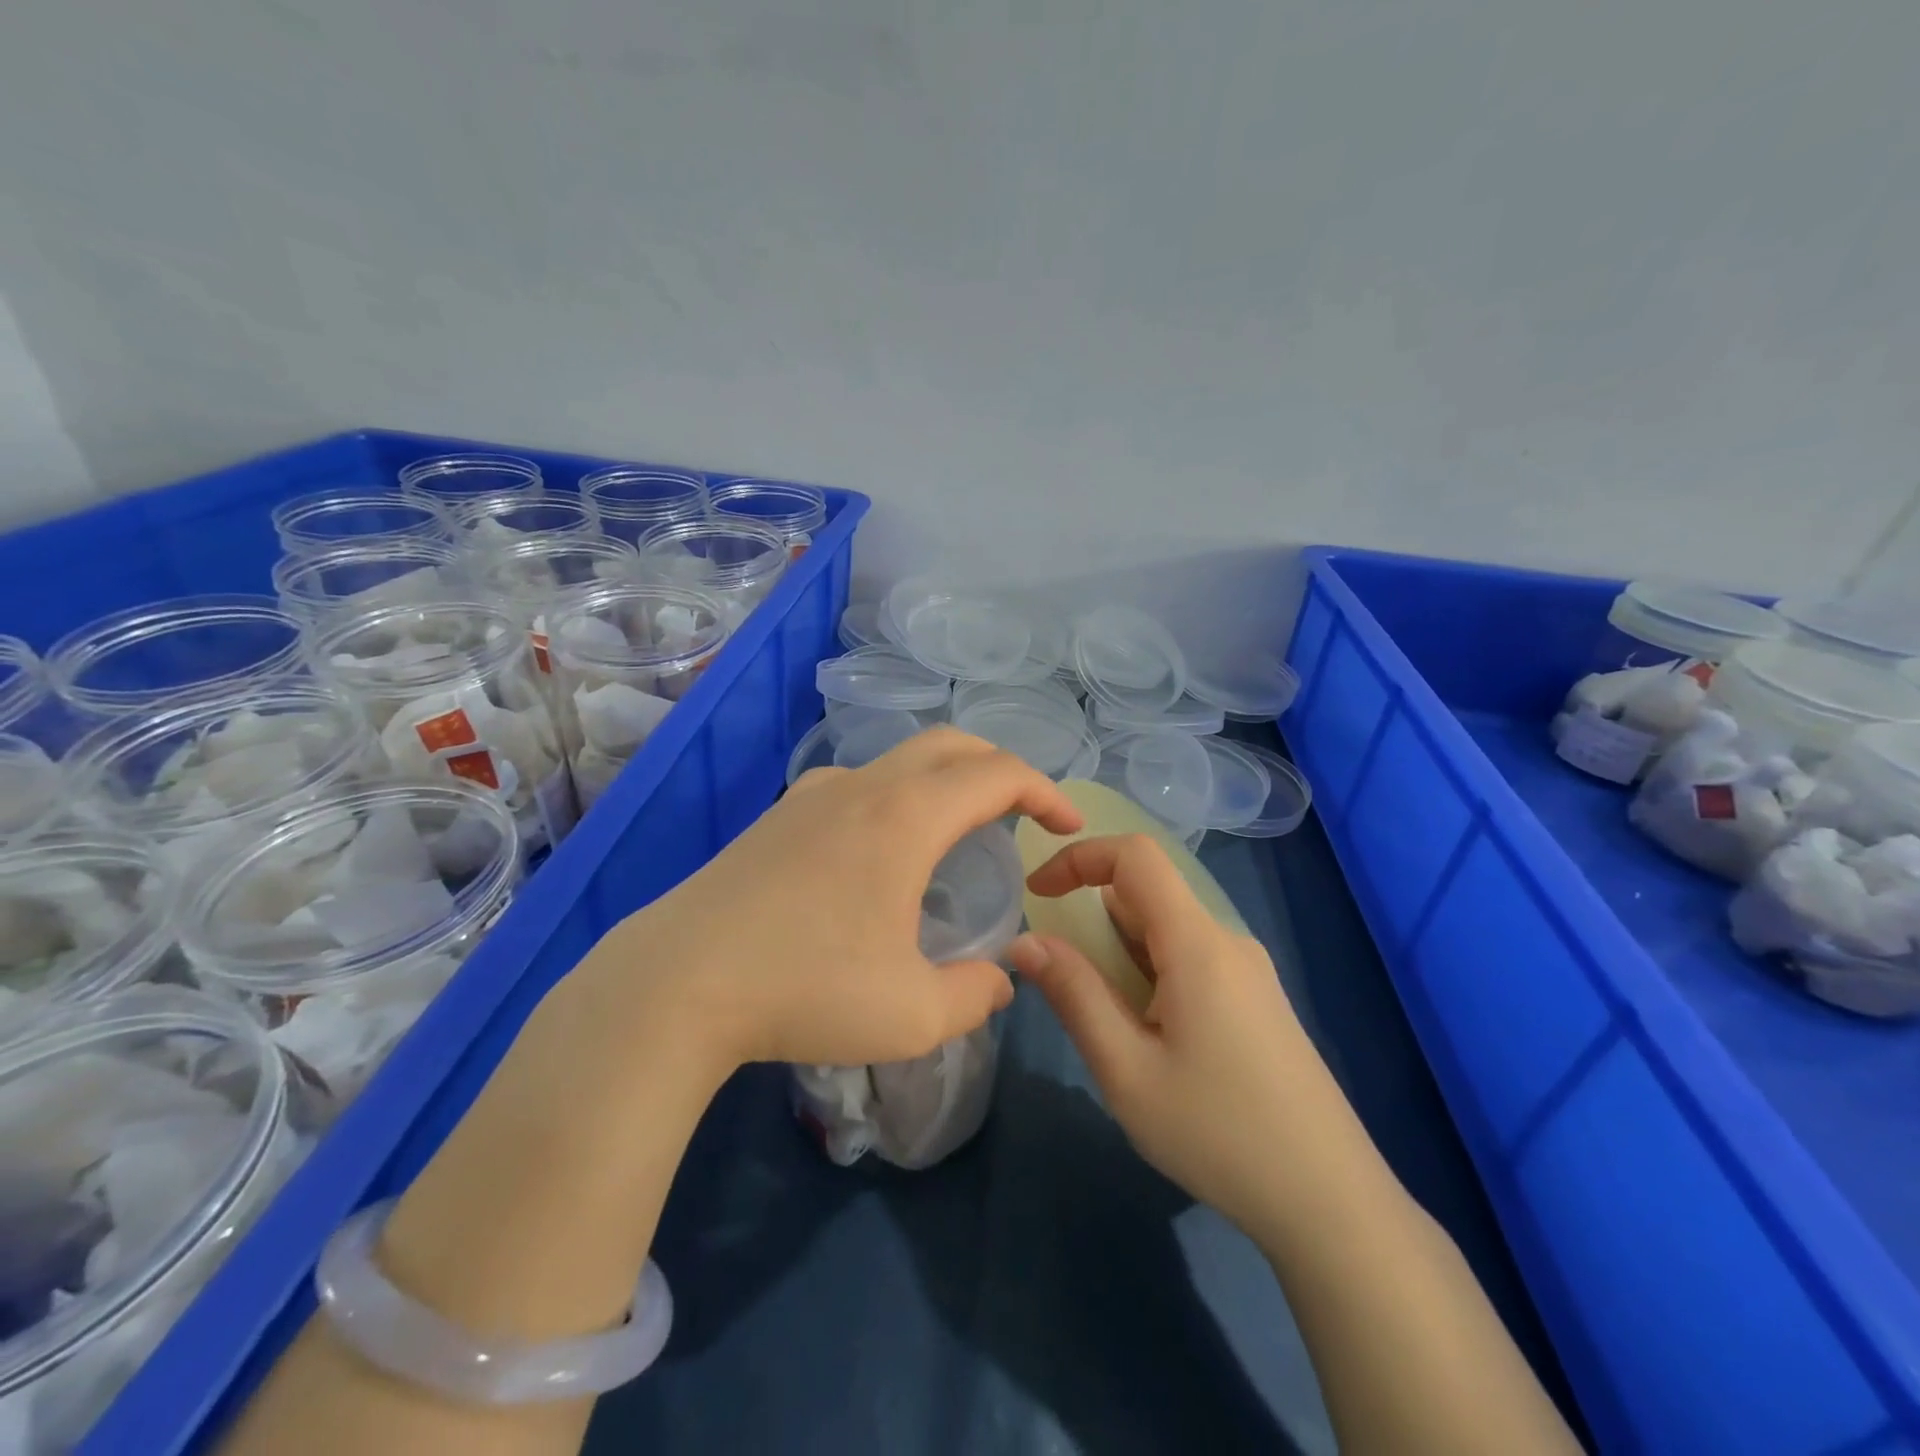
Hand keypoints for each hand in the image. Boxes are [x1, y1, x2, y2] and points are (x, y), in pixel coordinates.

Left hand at [615, 726, 1082, 1073]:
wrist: (677, 982)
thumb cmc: (806, 990)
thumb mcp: (912, 1014)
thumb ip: (975, 995)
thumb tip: (999, 980)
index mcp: (906, 817)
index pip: (997, 773)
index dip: (1045, 791)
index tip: (1067, 824)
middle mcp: (864, 787)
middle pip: (951, 744)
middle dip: (1000, 767)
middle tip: (1024, 812)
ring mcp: (814, 793)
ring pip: (901, 759)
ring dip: (945, 778)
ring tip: (960, 831)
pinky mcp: (780, 814)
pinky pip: (860, 783)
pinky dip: (899, 795)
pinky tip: (885, 851)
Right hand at [1009, 833, 1322, 1234]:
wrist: (1332, 1204)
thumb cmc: (1219, 1134)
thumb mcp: (1127, 1070)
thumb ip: (1074, 995)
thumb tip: (1024, 941)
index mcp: (1197, 943)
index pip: (1135, 856)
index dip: (1079, 858)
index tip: (1037, 895)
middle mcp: (1228, 942)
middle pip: (1148, 895)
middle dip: (1094, 921)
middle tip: (1067, 987)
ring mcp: (1249, 972)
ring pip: (1168, 932)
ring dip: (1122, 954)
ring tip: (1113, 1028)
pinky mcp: (1259, 1002)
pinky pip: (1192, 961)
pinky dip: (1152, 974)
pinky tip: (1155, 1042)